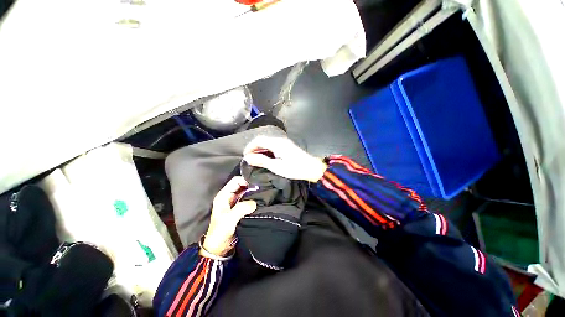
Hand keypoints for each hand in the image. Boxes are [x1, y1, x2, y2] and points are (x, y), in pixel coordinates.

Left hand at [202, 176, 256, 256]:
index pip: (236, 180)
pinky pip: (248, 199)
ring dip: (254, 192)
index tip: (257, 184)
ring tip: (264, 192)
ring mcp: (235, 202)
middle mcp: (229, 196)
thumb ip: (241, 208)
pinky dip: (254, 198)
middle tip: (263, 187)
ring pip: (246, 191)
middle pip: (242, 184)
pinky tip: (261, 199)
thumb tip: (255, 202)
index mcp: (224, 195)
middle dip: (252, 185)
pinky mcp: (240, 208)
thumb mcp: (229, 219)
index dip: (246, 180)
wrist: (219, 247)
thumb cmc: (220, 232)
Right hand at [243, 136, 327, 181]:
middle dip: (254, 148)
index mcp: (276, 143)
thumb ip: (262, 161)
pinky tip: (265, 157)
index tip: (245, 157)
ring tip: (255, 159)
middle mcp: (279, 140)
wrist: (312, 168)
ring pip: (267, 142)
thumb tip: (248, 158)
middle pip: (262, 140)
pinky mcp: (286, 146)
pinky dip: (266, 150)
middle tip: (249, 159)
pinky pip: (272, 145)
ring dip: (259, 149)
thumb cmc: (295, 168)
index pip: (258, 140)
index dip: (250, 147)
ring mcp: (283, 142)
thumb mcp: (277, 166)